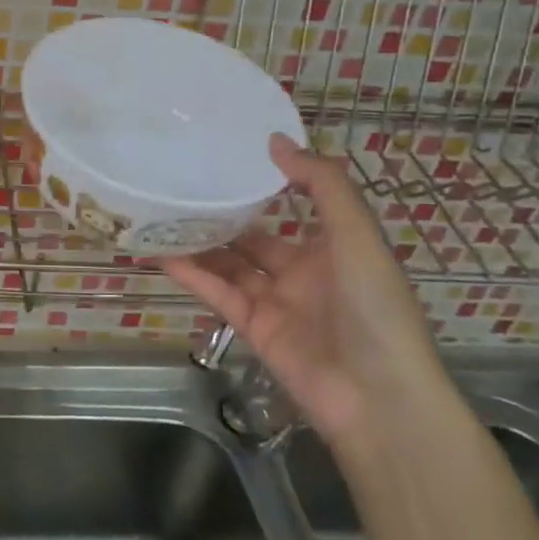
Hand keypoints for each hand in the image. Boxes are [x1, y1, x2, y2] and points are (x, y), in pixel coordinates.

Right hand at [162, 133, 452, 447]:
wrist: (378, 398)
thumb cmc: (375, 308)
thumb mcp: (358, 236)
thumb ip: (321, 185)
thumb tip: (275, 140)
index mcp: (333, 247)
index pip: (294, 206)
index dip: (265, 183)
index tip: (228, 155)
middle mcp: (302, 271)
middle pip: (253, 236)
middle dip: (222, 213)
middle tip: (180, 182)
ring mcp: (275, 301)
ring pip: (229, 263)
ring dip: (199, 242)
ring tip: (160, 212)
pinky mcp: (252, 328)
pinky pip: (217, 292)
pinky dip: (190, 273)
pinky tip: (160, 251)